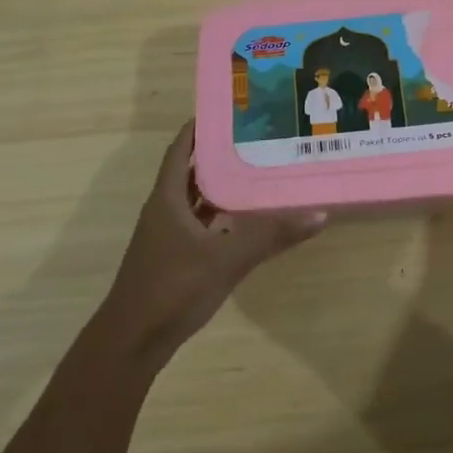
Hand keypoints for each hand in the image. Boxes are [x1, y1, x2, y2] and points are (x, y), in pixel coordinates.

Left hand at [93, 122, 325, 362]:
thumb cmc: (173, 288)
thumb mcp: (227, 259)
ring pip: (196, 200)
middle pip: (190, 171)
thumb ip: (271, 236)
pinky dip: (220, 216)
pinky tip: (246, 219)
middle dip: (219, 154)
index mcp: (167, 198)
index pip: (180, 149)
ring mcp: (167, 236)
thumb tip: (319, 214)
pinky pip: (200, 224)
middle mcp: (164, 210)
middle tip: (256, 138)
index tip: (229, 110)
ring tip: (258, 171)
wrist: (133, 341)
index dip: (199, 128)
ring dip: (221, 186)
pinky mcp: (174, 258)